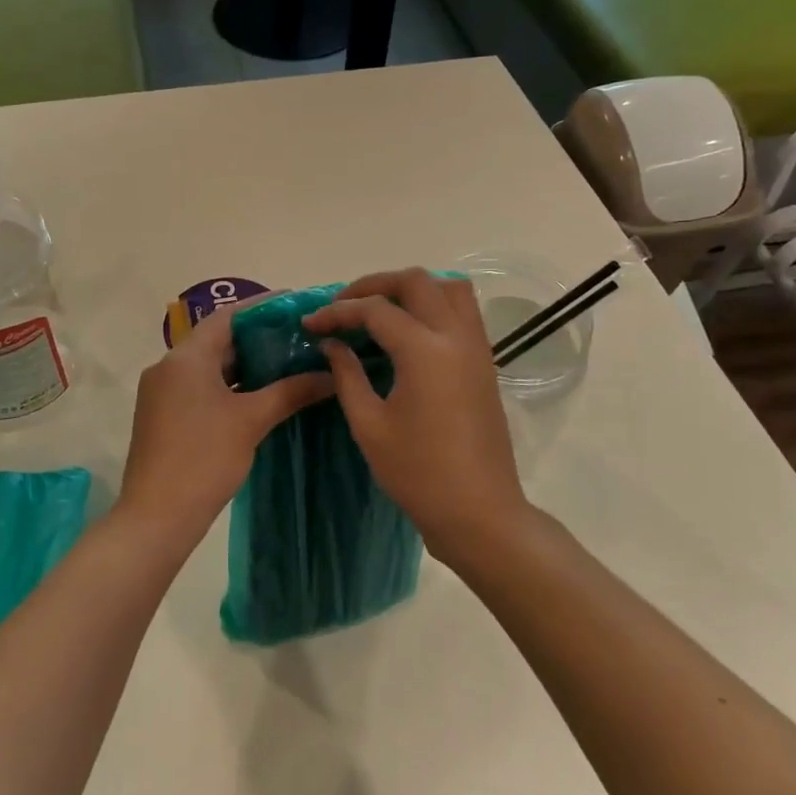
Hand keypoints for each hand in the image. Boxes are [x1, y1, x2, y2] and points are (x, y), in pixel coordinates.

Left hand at [118, 304, 333, 551]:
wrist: (156, 517)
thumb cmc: (204, 459)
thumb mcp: (252, 421)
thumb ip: (291, 391)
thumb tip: (330, 375)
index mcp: (185, 358)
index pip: (226, 316)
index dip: (261, 307)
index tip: (293, 303)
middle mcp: (168, 366)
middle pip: (217, 340)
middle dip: (256, 337)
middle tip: (297, 335)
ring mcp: (162, 392)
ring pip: (208, 366)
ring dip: (244, 363)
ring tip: (286, 361)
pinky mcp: (163, 415)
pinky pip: (200, 386)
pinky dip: (229, 385)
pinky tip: (259, 393)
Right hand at [304, 268, 530, 563]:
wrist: (479, 512)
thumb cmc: (418, 473)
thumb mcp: (369, 425)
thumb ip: (347, 375)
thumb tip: (332, 344)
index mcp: (424, 351)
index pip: (374, 310)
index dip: (337, 312)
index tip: (310, 324)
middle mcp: (455, 337)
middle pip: (416, 281)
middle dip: (374, 285)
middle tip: (344, 305)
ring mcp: (477, 348)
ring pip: (449, 288)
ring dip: (412, 288)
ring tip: (380, 310)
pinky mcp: (485, 363)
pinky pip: (462, 312)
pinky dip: (433, 305)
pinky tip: (407, 332)